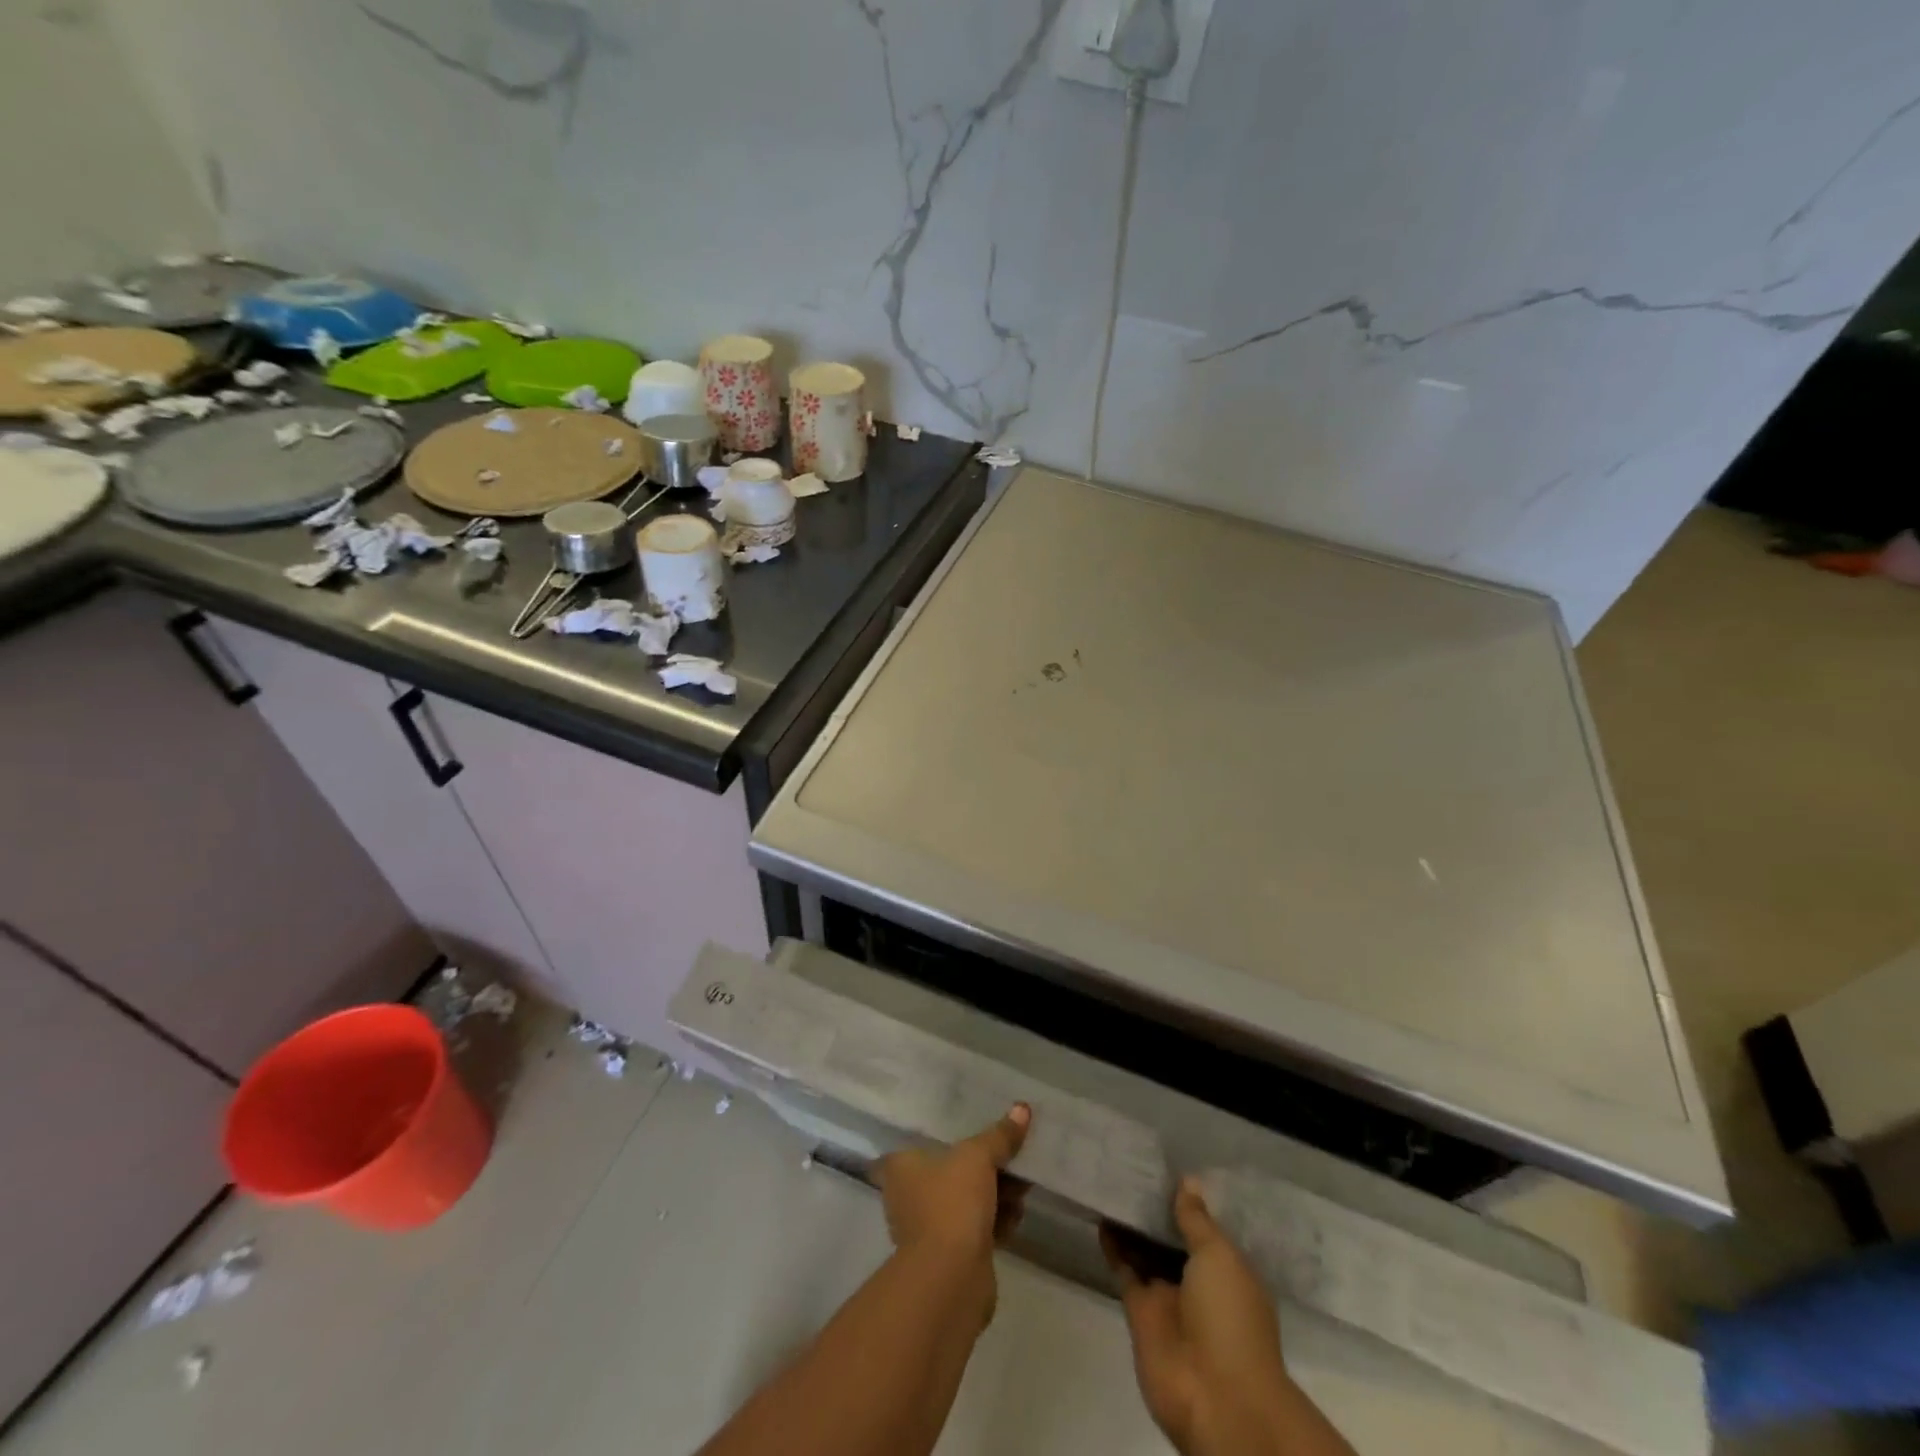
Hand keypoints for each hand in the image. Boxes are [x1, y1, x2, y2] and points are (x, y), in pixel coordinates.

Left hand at [876, 1105, 1030, 1320]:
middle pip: (949, 1172)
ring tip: (1023, 1185)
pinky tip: (1018, 1213)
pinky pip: (977, 1228)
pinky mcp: (951, 1256)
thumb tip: (1022, 1108)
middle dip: (984, 1166)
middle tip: (1012, 1156)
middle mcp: (909, 1196)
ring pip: (966, 1200)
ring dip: (995, 1194)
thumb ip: (999, 1135)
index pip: (914, 1144)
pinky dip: (996, 1221)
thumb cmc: (952, 1202)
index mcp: (901, 1168)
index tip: (964, 1131)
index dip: (938, 1138)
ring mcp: (929, 1229)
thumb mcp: (978, 1157)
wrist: (951, 1278)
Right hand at [1104, 1178, 1300, 1455]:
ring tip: (1112, 1182)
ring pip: (1145, 1251)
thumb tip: (1188, 1181)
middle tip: (1130, 1165)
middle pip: (1171, 1238)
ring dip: (1131, 1224)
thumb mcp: (1220, 1257)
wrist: (1217, 1398)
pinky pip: (1125, 1270)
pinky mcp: (1139, 1311)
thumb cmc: (1230, 1319)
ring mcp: (1168, 1297)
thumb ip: (1197, 1220)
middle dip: (1155, 1209)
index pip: (1204, 1227)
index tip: (1163, 1165)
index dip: (1185, 1200)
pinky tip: (1102, 1216)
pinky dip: (1113, 1247)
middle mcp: (1198, 1282)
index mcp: (1227, 1269)